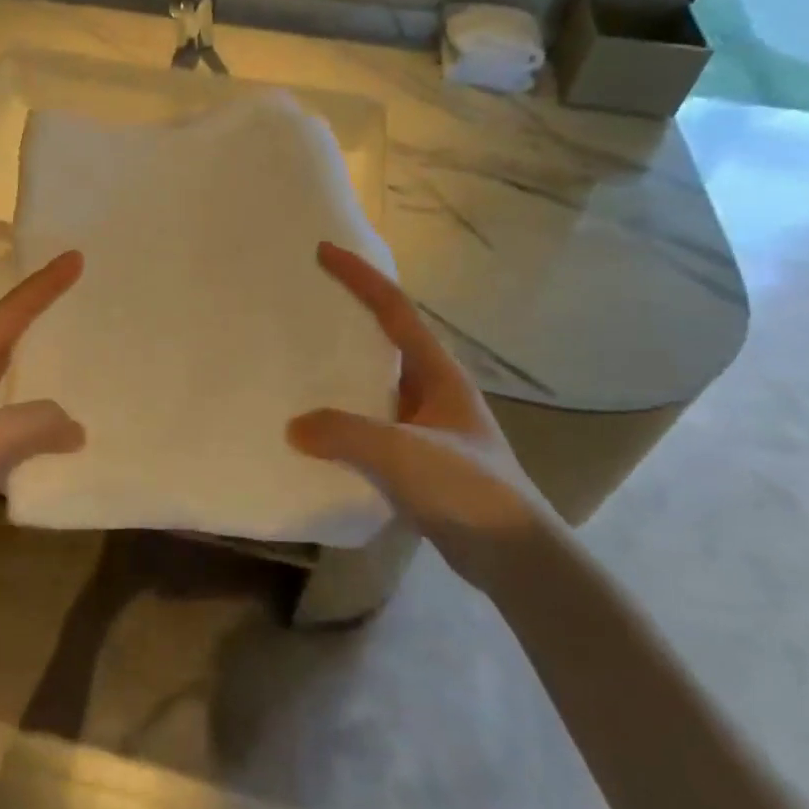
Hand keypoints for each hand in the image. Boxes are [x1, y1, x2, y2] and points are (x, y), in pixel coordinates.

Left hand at [0, 252, 85, 541]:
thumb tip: (73, 425)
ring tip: (70, 359)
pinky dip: (30, 414)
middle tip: (75, 296)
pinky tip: (48, 434)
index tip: (75, 258)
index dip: (42, 288)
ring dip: (35, 365)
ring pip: (4, 380)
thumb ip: (35, 423)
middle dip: (37, 314)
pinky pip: (4, 419)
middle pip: (3, 338)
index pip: (8, 317)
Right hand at [287, 242, 542, 589]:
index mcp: (438, 372)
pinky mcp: (416, 458)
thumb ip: (346, 433)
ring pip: (374, 383)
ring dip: (341, 369)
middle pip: (384, 338)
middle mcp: (431, 389)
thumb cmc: (468, 489)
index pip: (394, 309)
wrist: (514, 557)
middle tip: (303, 304)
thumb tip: (295, 426)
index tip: (324, 251)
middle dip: (347, 316)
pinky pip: (369, 422)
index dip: (360, 276)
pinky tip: (315, 429)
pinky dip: (342, 416)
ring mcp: (424, 424)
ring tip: (297, 360)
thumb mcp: (404, 453)